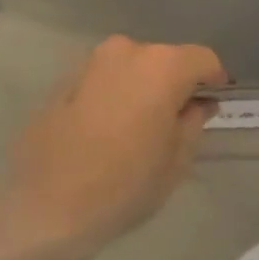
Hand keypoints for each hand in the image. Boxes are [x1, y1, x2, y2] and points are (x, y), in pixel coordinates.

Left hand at [5, 36, 227, 251]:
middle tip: (176, 119)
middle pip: (164, 59)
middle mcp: (126, 52)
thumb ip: (193, 123)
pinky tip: (107, 129)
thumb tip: (198, 104)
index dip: (214, 78)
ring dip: (141, 87)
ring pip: (130, 67)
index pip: (202, 59)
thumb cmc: (124, 185)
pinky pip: (102, 81)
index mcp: (162, 66)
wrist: (44, 207)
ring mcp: (90, 64)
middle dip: (175, 82)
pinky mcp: (62, 82)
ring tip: (140, 126)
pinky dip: (113, 95)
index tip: (214, 101)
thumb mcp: (176, 161)